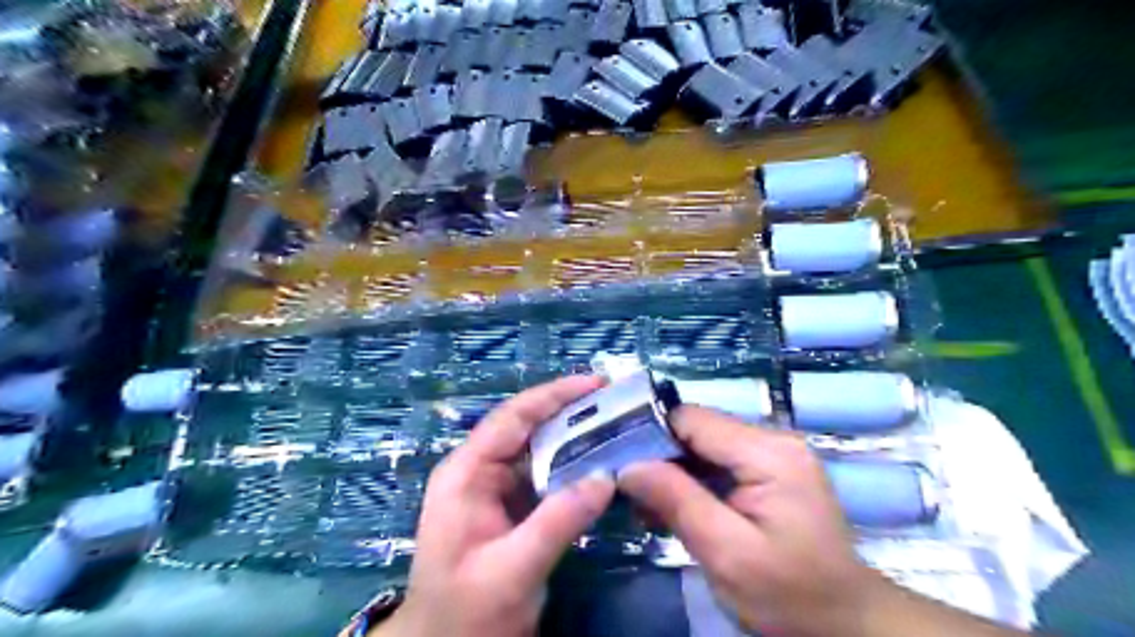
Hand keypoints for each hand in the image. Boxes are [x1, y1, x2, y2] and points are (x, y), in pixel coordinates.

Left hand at [377, 375, 618, 636]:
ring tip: (615, 425)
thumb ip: (558, 521)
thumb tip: (607, 477)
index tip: (596, 383)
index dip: (554, 395)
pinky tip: (599, 464)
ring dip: (574, 438)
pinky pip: (544, 477)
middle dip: (570, 412)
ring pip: (539, 451)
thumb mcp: (512, 569)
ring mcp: (494, 490)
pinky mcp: (510, 508)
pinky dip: (572, 468)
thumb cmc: (466, 613)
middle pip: (527, 428)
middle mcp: (479, 471)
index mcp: (466, 473)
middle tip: (615, 401)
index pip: (513, 418)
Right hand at [619, 407, 874, 634]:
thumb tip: (628, 466)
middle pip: (697, 429)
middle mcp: (772, 440)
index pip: (692, 419)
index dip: (651, 435)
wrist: (843, 623)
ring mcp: (772, 454)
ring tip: (646, 506)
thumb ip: (678, 502)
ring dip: (672, 472)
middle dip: (659, 457)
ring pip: (702, 446)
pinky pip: (717, 463)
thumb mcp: (727, 554)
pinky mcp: (768, 471)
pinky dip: (691, 482)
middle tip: (628, 491)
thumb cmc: (789, 594)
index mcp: (768, 453)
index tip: (618, 462)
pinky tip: (673, 508)